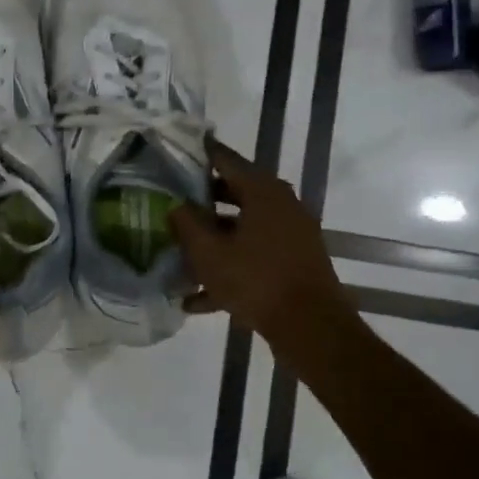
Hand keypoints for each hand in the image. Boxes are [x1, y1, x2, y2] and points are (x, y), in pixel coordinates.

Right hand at [168, 139, 352, 353]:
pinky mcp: (293, 261)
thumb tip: (175, 206)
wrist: (310, 326)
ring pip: (242, 228)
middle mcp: (281, 205)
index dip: (198, 154)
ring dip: (212, 240)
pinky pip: (253, 256)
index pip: (225, 159)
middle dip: (200, 201)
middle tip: (169, 202)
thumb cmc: (255, 280)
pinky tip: (196, 299)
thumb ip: (186, 224)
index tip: (173, 152)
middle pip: (234, 193)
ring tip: (178, 253)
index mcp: (262, 191)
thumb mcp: (208, 253)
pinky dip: (229, 269)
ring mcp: (290, 234)